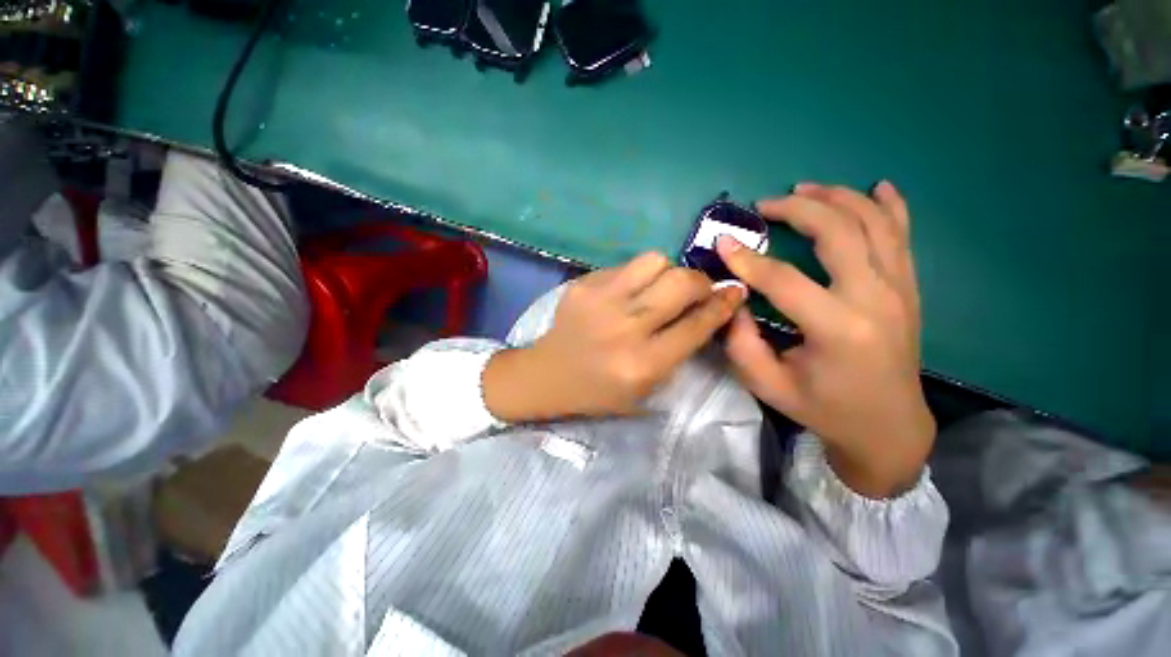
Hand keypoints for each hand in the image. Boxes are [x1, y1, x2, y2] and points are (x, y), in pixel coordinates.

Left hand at [483, 252, 745, 421]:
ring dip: (668, 272)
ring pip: (655, 261)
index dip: (723, 304)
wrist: (548, 374)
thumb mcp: (647, 388)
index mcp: (644, 363)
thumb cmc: (599, 391)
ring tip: (661, 287)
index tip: (735, 292)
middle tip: (697, 290)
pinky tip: (630, 291)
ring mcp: (601, 300)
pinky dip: (638, 275)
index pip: (697, 324)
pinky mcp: (584, 284)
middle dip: (700, 282)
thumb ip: (681, 351)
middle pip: (681, 283)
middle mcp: (626, 327)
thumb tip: (707, 311)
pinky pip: (626, 265)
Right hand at [716, 182, 934, 497]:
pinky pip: (903, 235)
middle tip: (765, 206)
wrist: (889, 426)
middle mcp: (876, 299)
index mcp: (838, 329)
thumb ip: (741, 342)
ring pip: (873, 223)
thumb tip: (734, 299)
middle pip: (838, 232)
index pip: (784, 280)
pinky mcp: (909, 288)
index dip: (748, 259)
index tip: (723, 242)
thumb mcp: (768, 384)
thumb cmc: (824, 408)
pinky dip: (890, 206)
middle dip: (797, 210)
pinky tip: (878, 187)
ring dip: (837, 198)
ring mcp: (900, 289)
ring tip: (804, 189)